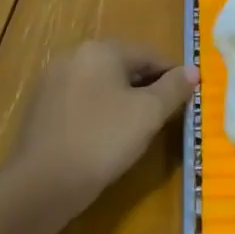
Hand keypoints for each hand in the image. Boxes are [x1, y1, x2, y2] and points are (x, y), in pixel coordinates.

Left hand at [7, 41, 196, 209]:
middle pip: (123, 66)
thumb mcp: (149, 113)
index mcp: (101, 49)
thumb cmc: (103, 139)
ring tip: (139, 127)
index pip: (149, 54)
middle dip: (147, 86)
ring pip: (101, 84)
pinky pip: (81, 100)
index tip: (188, 97)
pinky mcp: (40, 107)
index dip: (173, 75)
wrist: (42, 183)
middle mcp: (74, 56)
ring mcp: (52, 81)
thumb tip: (193, 70)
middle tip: (166, 114)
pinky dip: (99, 111)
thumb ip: (174, 88)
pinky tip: (106, 136)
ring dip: (123, 99)